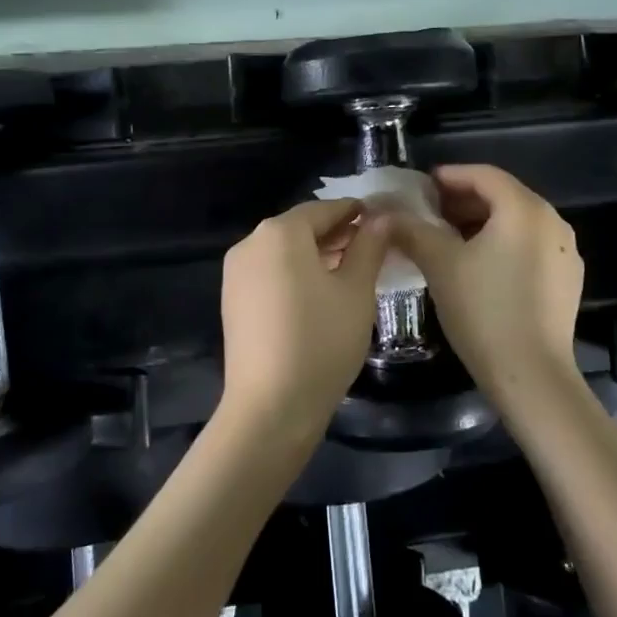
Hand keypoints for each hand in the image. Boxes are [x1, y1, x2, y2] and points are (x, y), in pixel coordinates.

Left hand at [220, 198, 389, 440]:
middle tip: (373, 247)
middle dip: (337, 233)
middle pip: (301, 227)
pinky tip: (321, 293)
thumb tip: (382, 218)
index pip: (325, 208)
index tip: (383, 219)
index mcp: (280, 232)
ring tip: (353, 270)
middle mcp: (251, 243)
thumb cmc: (321, 341)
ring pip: (284, 251)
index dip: (355, 212)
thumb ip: (369, 246)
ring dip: (317, 254)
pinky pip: (270, 273)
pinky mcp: (233, 300)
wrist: (270, 407)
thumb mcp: (356, 291)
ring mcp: (236, 272)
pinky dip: (296, 273)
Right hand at [384, 165, 582, 395]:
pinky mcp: (568, 280)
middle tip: (430, 212)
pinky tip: (478, 266)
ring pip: (517, 222)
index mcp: (524, 209)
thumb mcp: (440, 264)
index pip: (485, 175)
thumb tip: (386, 214)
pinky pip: (530, 246)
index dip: (451, 176)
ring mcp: (565, 252)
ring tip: (448, 238)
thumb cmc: (483, 310)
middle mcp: (552, 222)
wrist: (531, 375)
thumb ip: (412, 230)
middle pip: (503, 196)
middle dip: (464, 200)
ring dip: (482, 223)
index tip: (423, 186)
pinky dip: (502, 244)